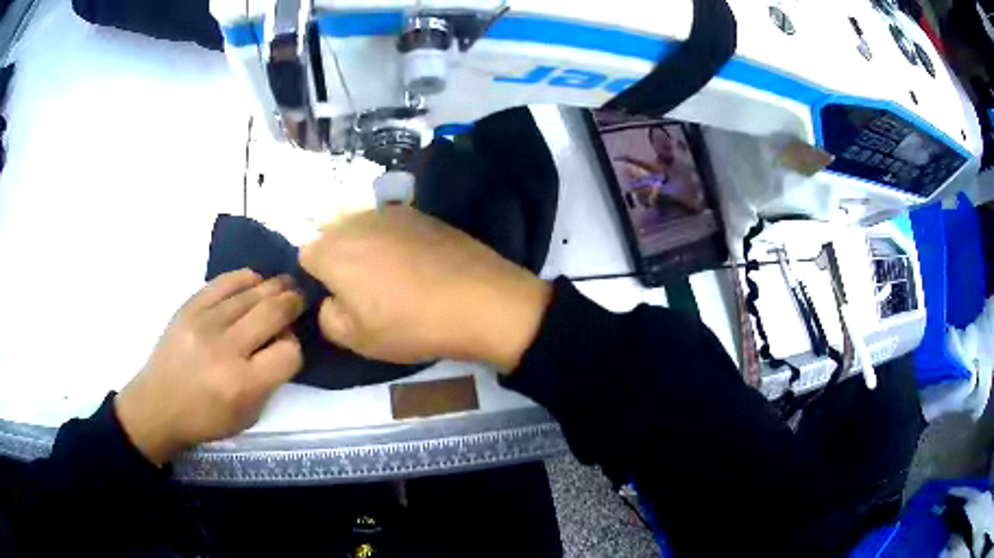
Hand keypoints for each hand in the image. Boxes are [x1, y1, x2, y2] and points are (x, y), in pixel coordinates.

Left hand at [115, 269, 304, 465]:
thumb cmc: (205, 419)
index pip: (289, 353)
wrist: (158, 405)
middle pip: (273, 313)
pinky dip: (244, 278)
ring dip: (274, 286)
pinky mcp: (189, 307)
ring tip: (285, 284)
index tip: (288, 347)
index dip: (295, 347)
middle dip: (293, 304)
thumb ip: (269, 381)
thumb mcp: (247, 416)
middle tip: (300, 299)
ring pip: (251, 293)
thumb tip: (283, 341)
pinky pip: (223, 283)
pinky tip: (255, 279)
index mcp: (243, 385)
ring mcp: (205, 323)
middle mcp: (226, 349)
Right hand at [299, 206, 550, 371]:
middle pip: (333, 237)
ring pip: (362, 229)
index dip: (319, 279)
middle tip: (366, 291)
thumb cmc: (410, 324)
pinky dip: (394, 242)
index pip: (305, 256)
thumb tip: (332, 299)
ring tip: (394, 278)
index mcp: (333, 250)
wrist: (480, 300)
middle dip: (340, 260)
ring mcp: (391, 212)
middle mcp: (356, 221)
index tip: (341, 300)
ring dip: (367, 249)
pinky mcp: (421, 213)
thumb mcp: (357, 339)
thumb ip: (328, 316)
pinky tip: (418, 265)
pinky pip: (391, 226)